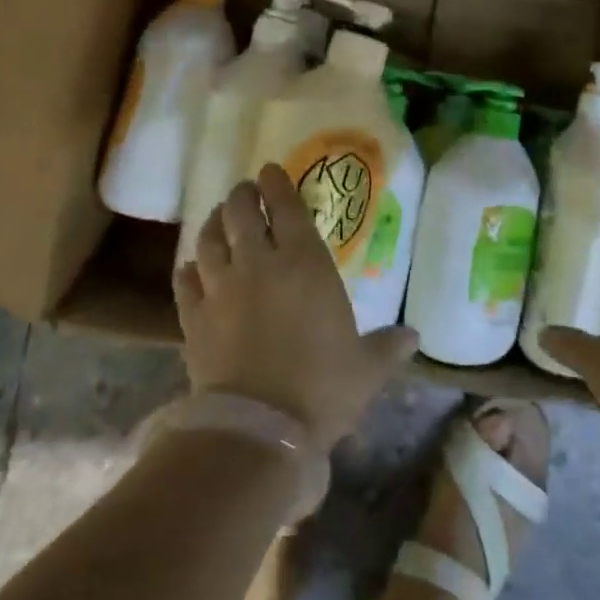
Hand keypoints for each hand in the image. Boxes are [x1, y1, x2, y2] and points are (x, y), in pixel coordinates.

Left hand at [175, 165, 417, 451]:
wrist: (259, 428)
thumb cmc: (322, 388)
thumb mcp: (366, 368)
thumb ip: (388, 347)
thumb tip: (414, 337)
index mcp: (304, 263)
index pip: (285, 206)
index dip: (276, 184)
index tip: (270, 170)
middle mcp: (258, 264)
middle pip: (240, 212)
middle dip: (242, 195)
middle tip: (246, 191)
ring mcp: (221, 288)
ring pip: (208, 238)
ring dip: (214, 222)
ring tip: (218, 217)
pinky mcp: (194, 317)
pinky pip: (185, 280)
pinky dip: (189, 268)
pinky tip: (192, 267)